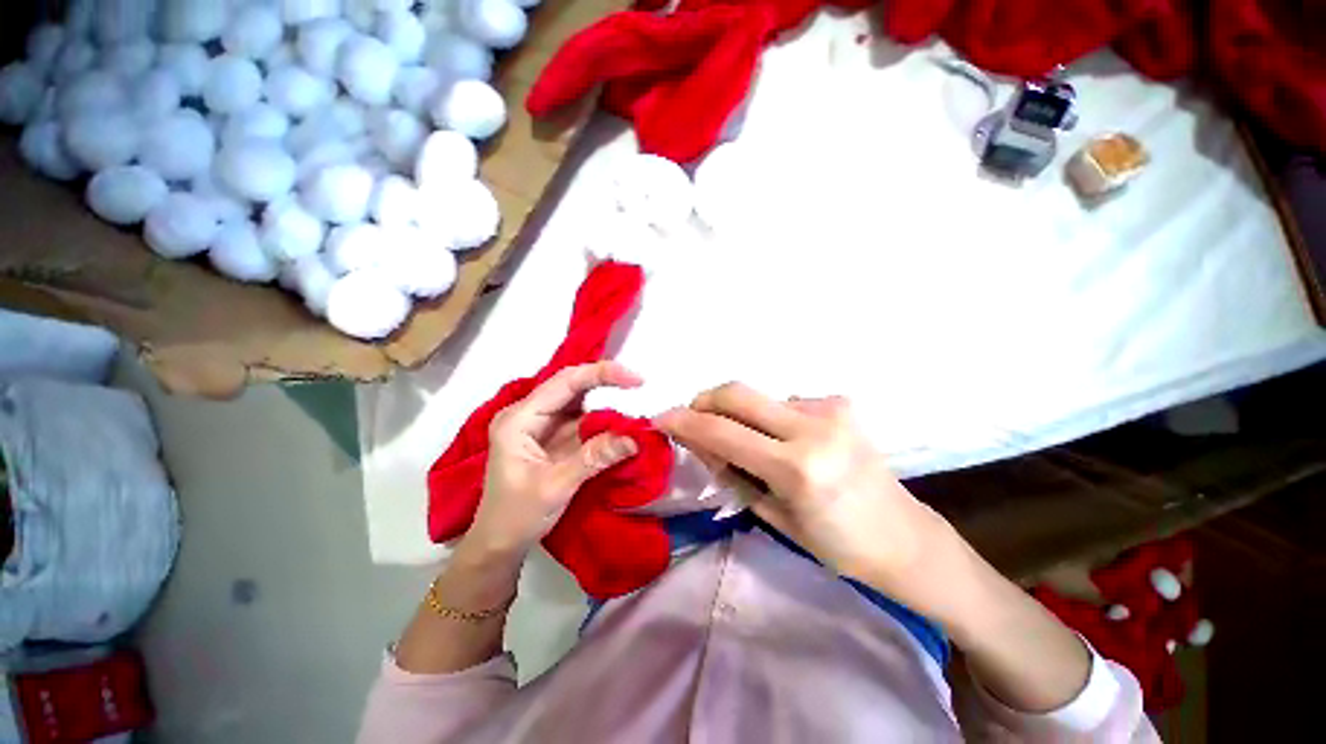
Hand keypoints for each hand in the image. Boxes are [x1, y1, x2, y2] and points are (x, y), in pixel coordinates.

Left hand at [461, 362, 643, 560]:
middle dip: (606, 381)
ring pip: (580, 400)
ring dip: (608, 399)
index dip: (601, 374)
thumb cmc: (516, 516)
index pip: (564, 382)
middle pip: (572, 385)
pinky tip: (622, 420)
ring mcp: (542, 425)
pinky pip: (583, 419)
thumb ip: (595, 457)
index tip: (635, 380)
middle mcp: (529, 413)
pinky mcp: (555, 437)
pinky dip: (605, 419)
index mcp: (519, 419)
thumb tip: (635, 437)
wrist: (499, 544)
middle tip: (639, 384)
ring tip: (636, 399)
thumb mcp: (556, 487)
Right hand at [656, 384, 959, 606]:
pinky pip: (786, 402)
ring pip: (760, 397)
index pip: (722, 432)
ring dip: (741, 414)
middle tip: (692, 415)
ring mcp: (831, 409)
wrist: (903, 537)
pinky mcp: (840, 402)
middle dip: (705, 399)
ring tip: (749, 442)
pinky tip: (785, 439)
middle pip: (738, 392)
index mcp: (796, 468)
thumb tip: (697, 440)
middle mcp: (813, 428)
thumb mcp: (772, 514)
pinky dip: (771, 417)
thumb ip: (730, 471)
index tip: (661, 417)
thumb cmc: (835, 544)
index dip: (685, 421)